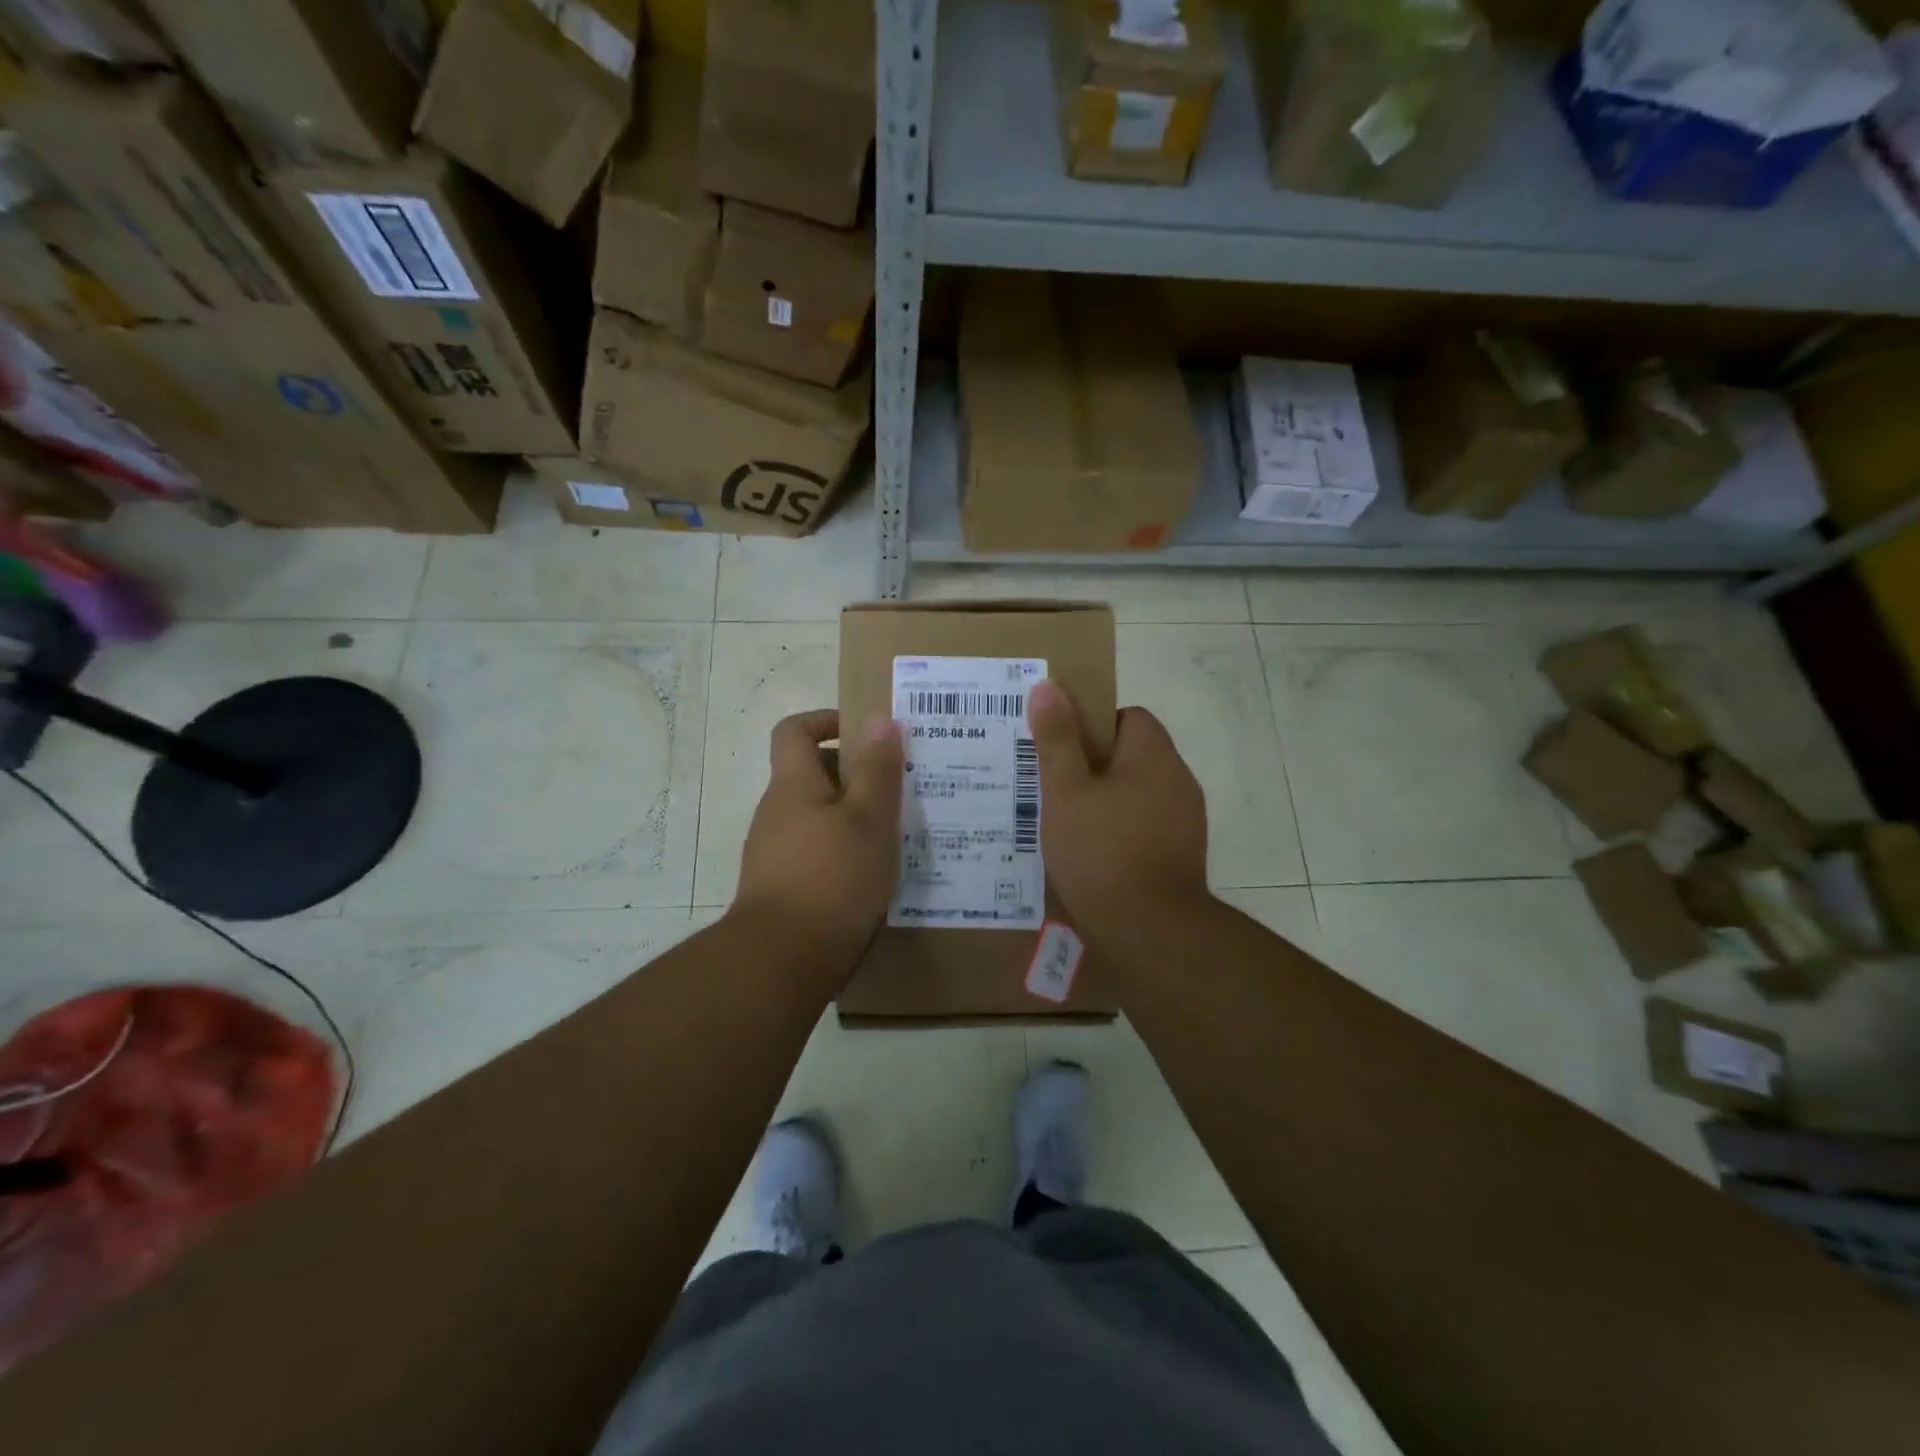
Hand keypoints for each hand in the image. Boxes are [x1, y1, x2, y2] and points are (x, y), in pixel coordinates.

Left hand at [732, 709, 903, 972]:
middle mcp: (777, 813)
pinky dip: (843, 852)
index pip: (795, 731)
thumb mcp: (869, 819)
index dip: (827, 721)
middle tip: (898, 787)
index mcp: (793, 785)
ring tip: (896, 834)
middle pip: (811, 775)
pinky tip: (874, 876)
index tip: (866, 732)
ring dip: (853, 817)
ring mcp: (775, 853)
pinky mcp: (782, 888)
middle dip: (854, 775)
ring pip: (818, 818)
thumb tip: (880, 719)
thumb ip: (877, 769)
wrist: (781, 961)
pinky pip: (816, 853)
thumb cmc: (832, 878)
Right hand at [1027, 680, 1209, 936]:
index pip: (1128, 716)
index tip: (1062, 750)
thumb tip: (1048, 686)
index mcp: (1154, 755)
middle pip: (1132, 755)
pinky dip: (1121, 831)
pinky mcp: (1183, 855)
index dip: (1092, 725)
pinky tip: (1092, 856)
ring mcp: (1186, 820)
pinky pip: (1146, 826)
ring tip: (1067, 824)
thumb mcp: (1065, 792)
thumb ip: (1057, 739)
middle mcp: (1179, 780)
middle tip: (1054, 788)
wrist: (1150, 931)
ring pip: (1138, 793)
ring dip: (1106, 801)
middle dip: (1093, 766)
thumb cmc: (1101, 851)